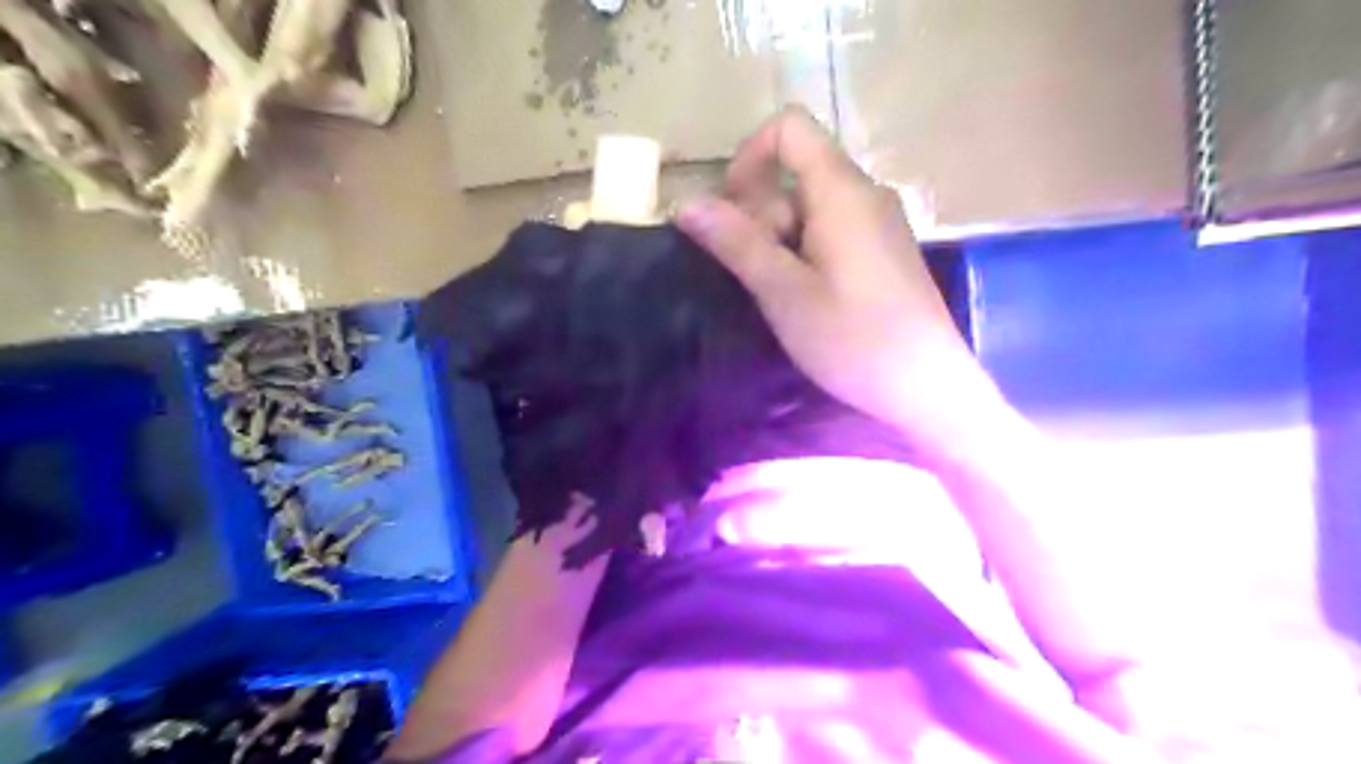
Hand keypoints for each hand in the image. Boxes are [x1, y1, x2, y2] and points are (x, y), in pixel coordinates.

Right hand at [679, 105, 1007, 463]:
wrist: (926, 387)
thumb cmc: (853, 340)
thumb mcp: (784, 293)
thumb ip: (736, 243)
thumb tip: (685, 204)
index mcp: (842, 191)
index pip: (790, 128)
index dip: (749, 157)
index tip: (731, 211)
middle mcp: (865, 193)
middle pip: (795, 170)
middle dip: (761, 211)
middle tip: (759, 271)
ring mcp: (878, 222)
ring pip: (810, 204)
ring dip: (780, 237)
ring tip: (782, 293)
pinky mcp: (882, 249)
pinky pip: (831, 228)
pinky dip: (804, 249)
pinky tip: (806, 296)